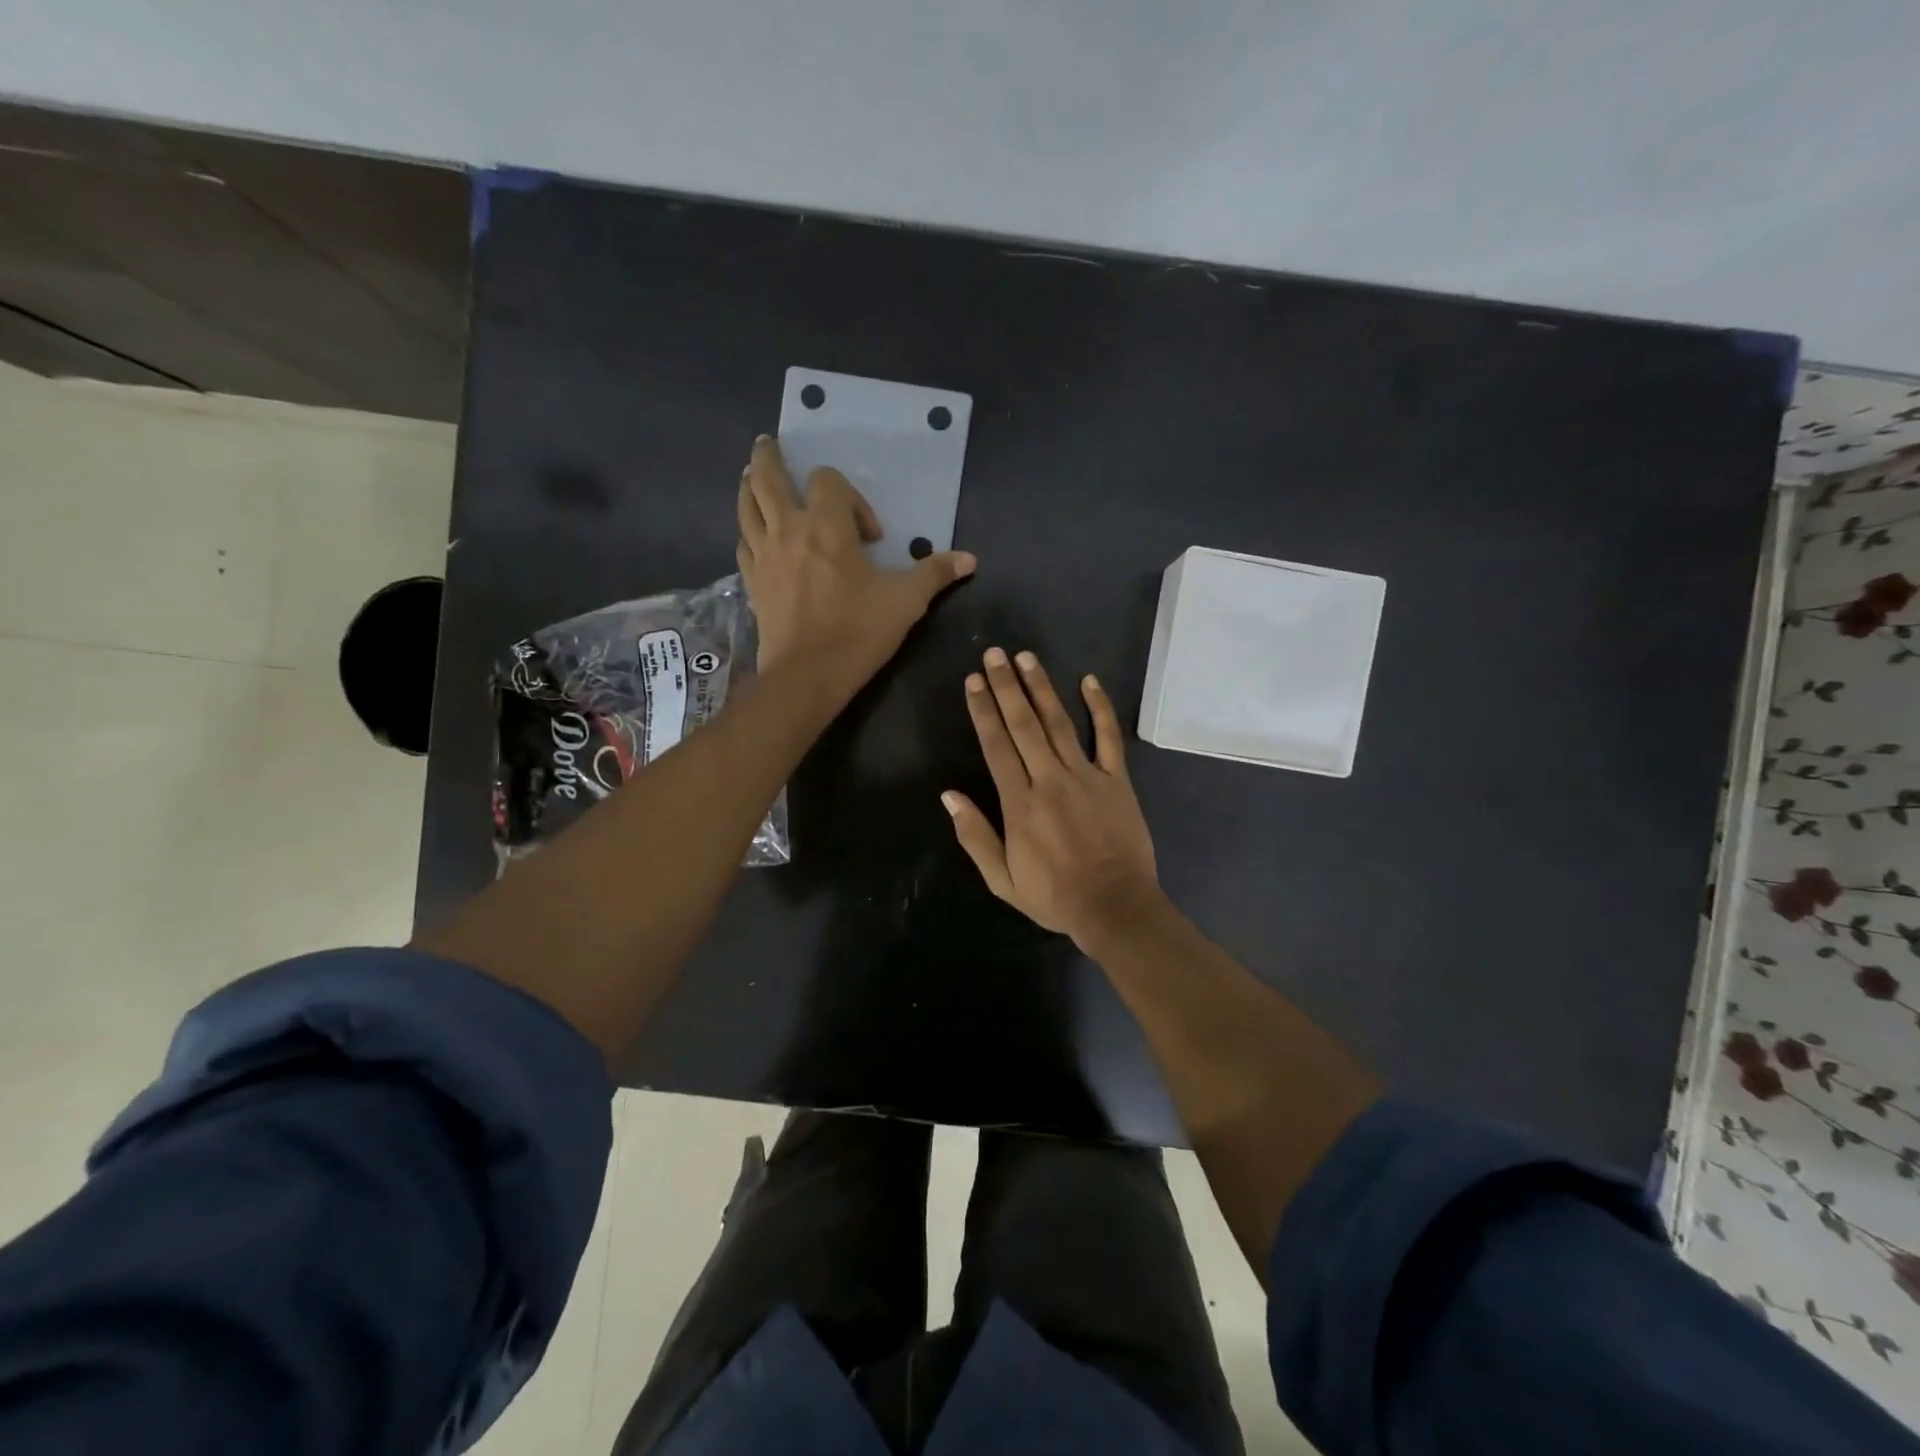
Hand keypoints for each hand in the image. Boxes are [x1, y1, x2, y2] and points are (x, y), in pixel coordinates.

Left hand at [738, 436, 975, 688]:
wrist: (809, 675)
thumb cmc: (859, 631)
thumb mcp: (906, 601)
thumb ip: (934, 573)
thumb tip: (970, 559)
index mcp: (827, 526)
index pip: (828, 481)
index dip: (851, 497)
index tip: (870, 537)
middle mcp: (788, 530)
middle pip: (767, 478)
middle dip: (768, 457)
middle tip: (768, 444)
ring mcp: (764, 555)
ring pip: (746, 506)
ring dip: (749, 486)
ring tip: (751, 477)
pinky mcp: (751, 582)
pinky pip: (744, 544)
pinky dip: (748, 532)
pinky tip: (754, 536)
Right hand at [944, 648, 1160, 950]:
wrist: (1114, 906)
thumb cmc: (1054, 896)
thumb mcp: (1002, 879)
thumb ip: (975, 835)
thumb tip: (948, 796)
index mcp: (1019, 802)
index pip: (995, 745)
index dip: (983, 710)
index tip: (973, 681)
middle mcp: (1049, 778)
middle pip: (1023, 724)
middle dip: (1006, 686)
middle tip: (995, 654)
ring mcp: (1086, 775)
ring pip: (1059, 722)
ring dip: (1041, 688)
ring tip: (1027, 658)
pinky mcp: (1117, 779)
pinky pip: (1109, 737)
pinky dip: (1100, 707)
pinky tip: (1089, 681)